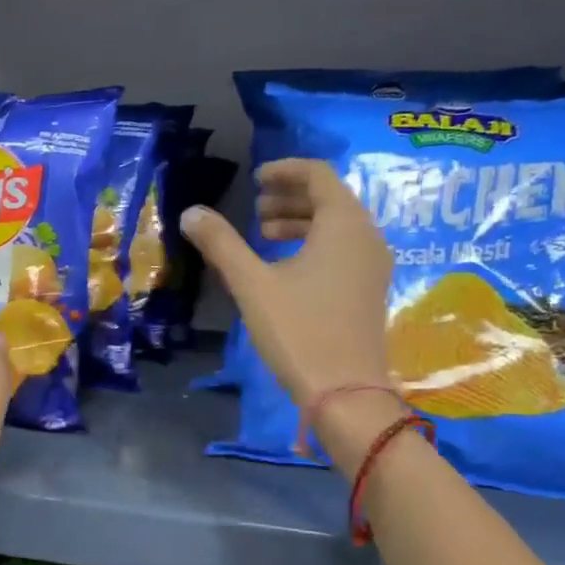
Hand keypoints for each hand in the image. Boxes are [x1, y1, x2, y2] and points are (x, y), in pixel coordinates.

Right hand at [182, 159, 396, 437]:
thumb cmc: (299, 331)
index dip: (285, 170)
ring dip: (300, 221)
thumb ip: (221, 243)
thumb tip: (190, 213)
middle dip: (290, 197)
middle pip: (330, 198)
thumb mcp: (253, 284)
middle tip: (255, 209)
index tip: (255, 180)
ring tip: (263, 236)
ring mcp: (374, 265)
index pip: (319, 174)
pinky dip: (315, 244)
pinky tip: (286, 267)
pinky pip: (344, 248)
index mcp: (344, 224)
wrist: (346, 393)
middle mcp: (367, 236)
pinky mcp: (371, 289)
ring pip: (337, 225)